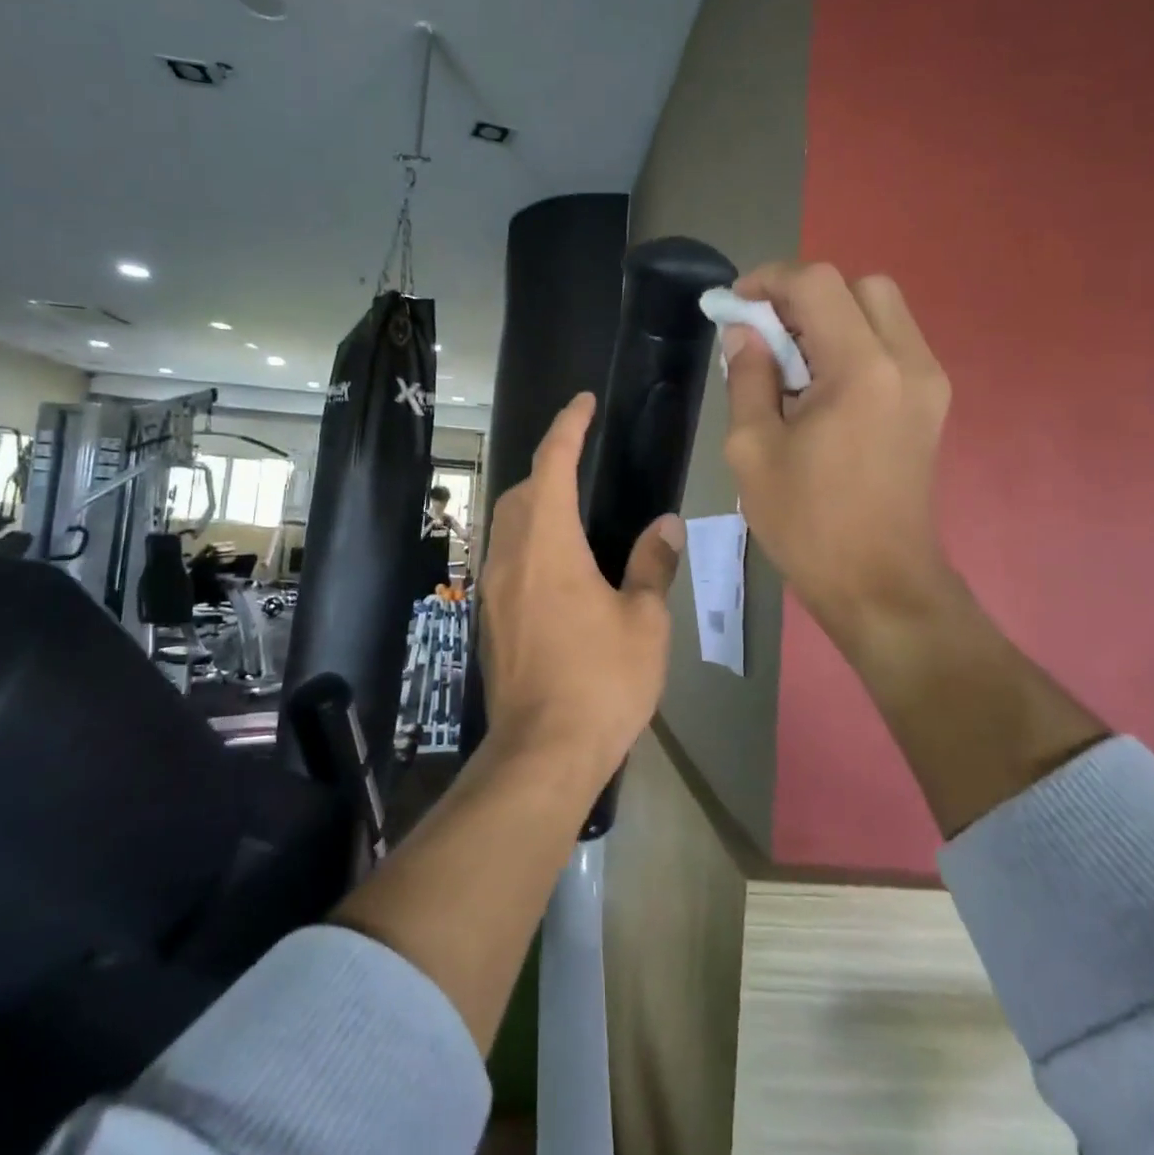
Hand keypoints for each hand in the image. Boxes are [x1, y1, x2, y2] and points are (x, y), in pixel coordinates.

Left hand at [477, 392, 682, 778]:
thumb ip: (651, 564)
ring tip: (570, 505)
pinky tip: (553, 562)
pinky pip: (504, 555)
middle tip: (583, 458)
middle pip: (522, 489)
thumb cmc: (601, 681)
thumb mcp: (644, 621)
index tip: (583, 402)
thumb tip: (664, 525)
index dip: (567, 426)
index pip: (552, 464)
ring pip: (506, 522)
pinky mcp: (489, 616)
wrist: (541, 752)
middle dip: (549, 463)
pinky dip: (526, 537)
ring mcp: (492, 587)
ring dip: (534, 500)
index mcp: (549, 544)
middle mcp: (511, 555)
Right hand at [722, 263, 961, 657]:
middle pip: (861, 285)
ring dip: (833, 319)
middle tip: (769, 334)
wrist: (880, 583)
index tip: (737, 304)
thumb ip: (747, 378)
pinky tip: (824, 389)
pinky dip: (855, 343)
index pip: (819, 284)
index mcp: (861, 370)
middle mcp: (907, 362)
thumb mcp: (753, 449)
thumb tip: (744, 334)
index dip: (771, 280)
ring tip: (793, 364)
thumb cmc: (807, 522)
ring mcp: (929, 383)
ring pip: (882, 311)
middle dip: (807, 296)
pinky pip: (893, 344)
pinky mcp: (933, 404)